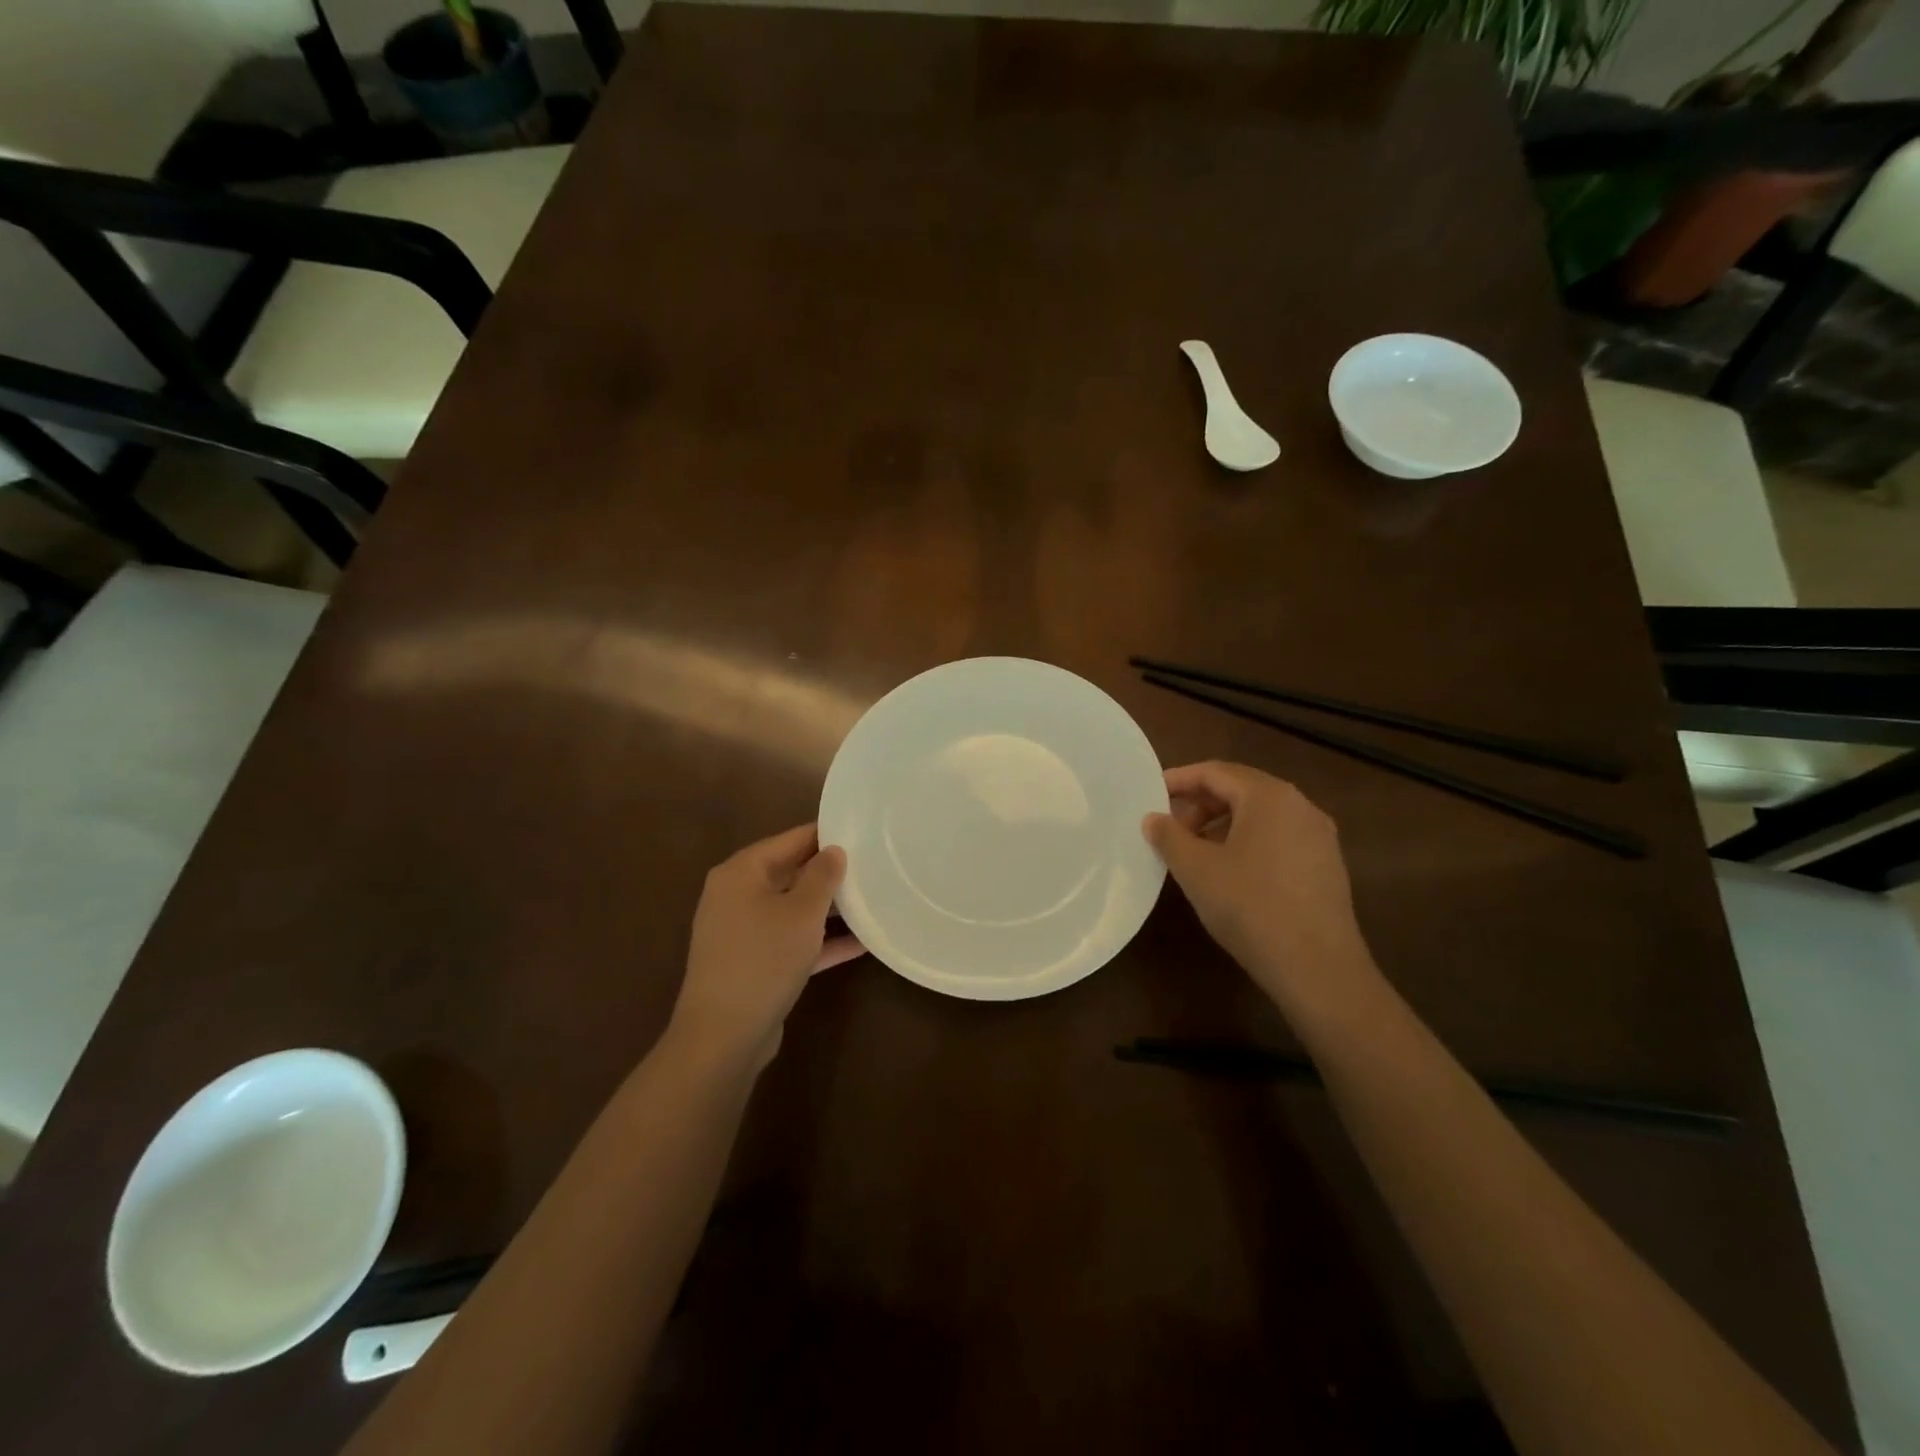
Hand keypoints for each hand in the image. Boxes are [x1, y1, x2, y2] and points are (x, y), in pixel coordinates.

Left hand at [667, 824, 865, 1073]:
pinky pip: (791, 941)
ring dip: (828, 909)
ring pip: (792, 909)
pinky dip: (820, 940)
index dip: (825, 834)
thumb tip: (833, 850)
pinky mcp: (753, 964)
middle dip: (828, 872)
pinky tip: (860, 943)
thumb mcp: (802, 912)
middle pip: (789, 873)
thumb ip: (822, 876)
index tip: (861, 831)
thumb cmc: (763, 959)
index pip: (789, 839)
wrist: (723, 1036)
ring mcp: (743, 932)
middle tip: (871, 865)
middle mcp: (736, 896)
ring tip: (871, 900)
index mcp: (741, 872)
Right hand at [1142, 762, 1379, 1020]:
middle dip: (1199, 805)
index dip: (1179, 780)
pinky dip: (1246, 842)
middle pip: (1240, 790)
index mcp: (1270, 796)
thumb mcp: (1196, 870)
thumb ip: (1169, 836)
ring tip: (1193, 853)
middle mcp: (1300, 806)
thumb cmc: (1250, 907)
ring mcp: (1318, 836)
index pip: (1215, 772)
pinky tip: (1227, 873)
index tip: (1150, 794)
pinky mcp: (1326, 865)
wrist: (1318, 969)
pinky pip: (1277, 838)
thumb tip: (1153, 819)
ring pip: (1259, 816)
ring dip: (1220, 825)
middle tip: (1169, 830)